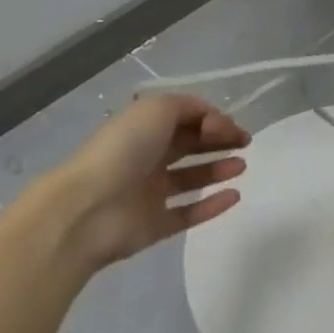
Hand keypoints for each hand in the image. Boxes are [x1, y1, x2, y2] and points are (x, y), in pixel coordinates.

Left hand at [49, 95, 249, 272]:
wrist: (88, 207)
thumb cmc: (123, 149)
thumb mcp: (157, 109)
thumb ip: (190, 108)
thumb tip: (214, 122)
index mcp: (144, 128)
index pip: (184, 119)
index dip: (212, 120)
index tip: (232, 128)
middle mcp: (147, 157)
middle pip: (189, 145)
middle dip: (218, 141)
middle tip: (245, 143)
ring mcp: (150, 193)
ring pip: (190, 178)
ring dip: (218, 169)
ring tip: (241, 166)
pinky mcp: (156, 225)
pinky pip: (189, 213)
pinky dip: (212, 205)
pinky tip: (234, 196)